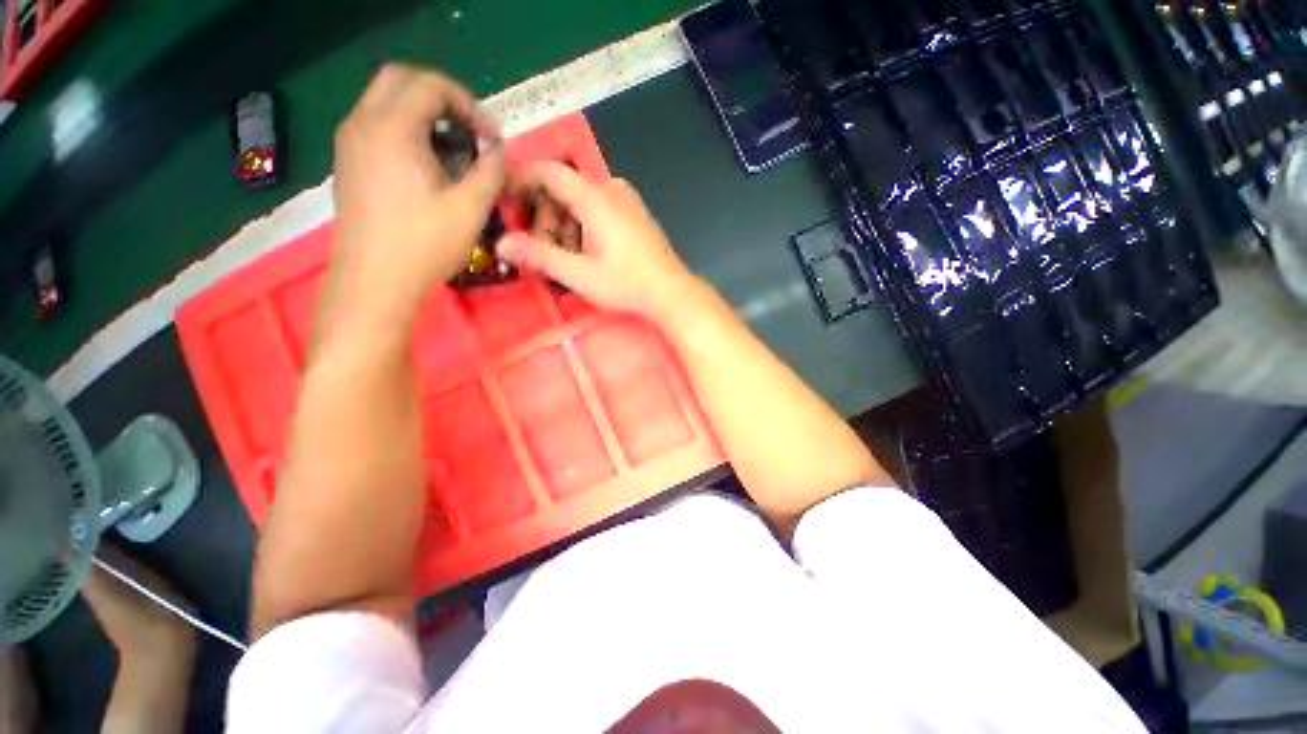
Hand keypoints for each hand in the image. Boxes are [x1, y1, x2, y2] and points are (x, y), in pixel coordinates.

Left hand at [331, 65, 505, 318]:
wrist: (375, 280)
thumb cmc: (425, 244)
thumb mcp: (471, 209)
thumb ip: (491, 171)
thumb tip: (498, 151)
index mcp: (392, 128)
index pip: (431, 85)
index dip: (468, 104)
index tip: (491, 138)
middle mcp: (363, 123)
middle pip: (401, 79)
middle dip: (442, 97)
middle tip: (469, 130)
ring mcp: (350, 142)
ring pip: (385, 100)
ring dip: (423, 113)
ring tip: (453, 149)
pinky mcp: (348, 162)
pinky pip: (376, 124)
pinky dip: (405, 129)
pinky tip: (427, 164)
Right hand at [495, 161, 703, 325]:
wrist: (670, 292)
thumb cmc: (627, 284)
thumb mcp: (580, 274)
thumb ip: (540, 256)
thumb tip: (502, 244)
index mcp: (595, 197)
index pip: (547, 171)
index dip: (521, 183)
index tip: (506, 205)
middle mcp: (610, 188)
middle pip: (562, 190)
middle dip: (546, 219)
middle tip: (544, 253)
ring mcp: (625, 199)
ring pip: (579, 201)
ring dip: (565, 227)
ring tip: (569, 260)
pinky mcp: (633, 212)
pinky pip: (597, 209)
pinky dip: (583, 227)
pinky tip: (588, 255)